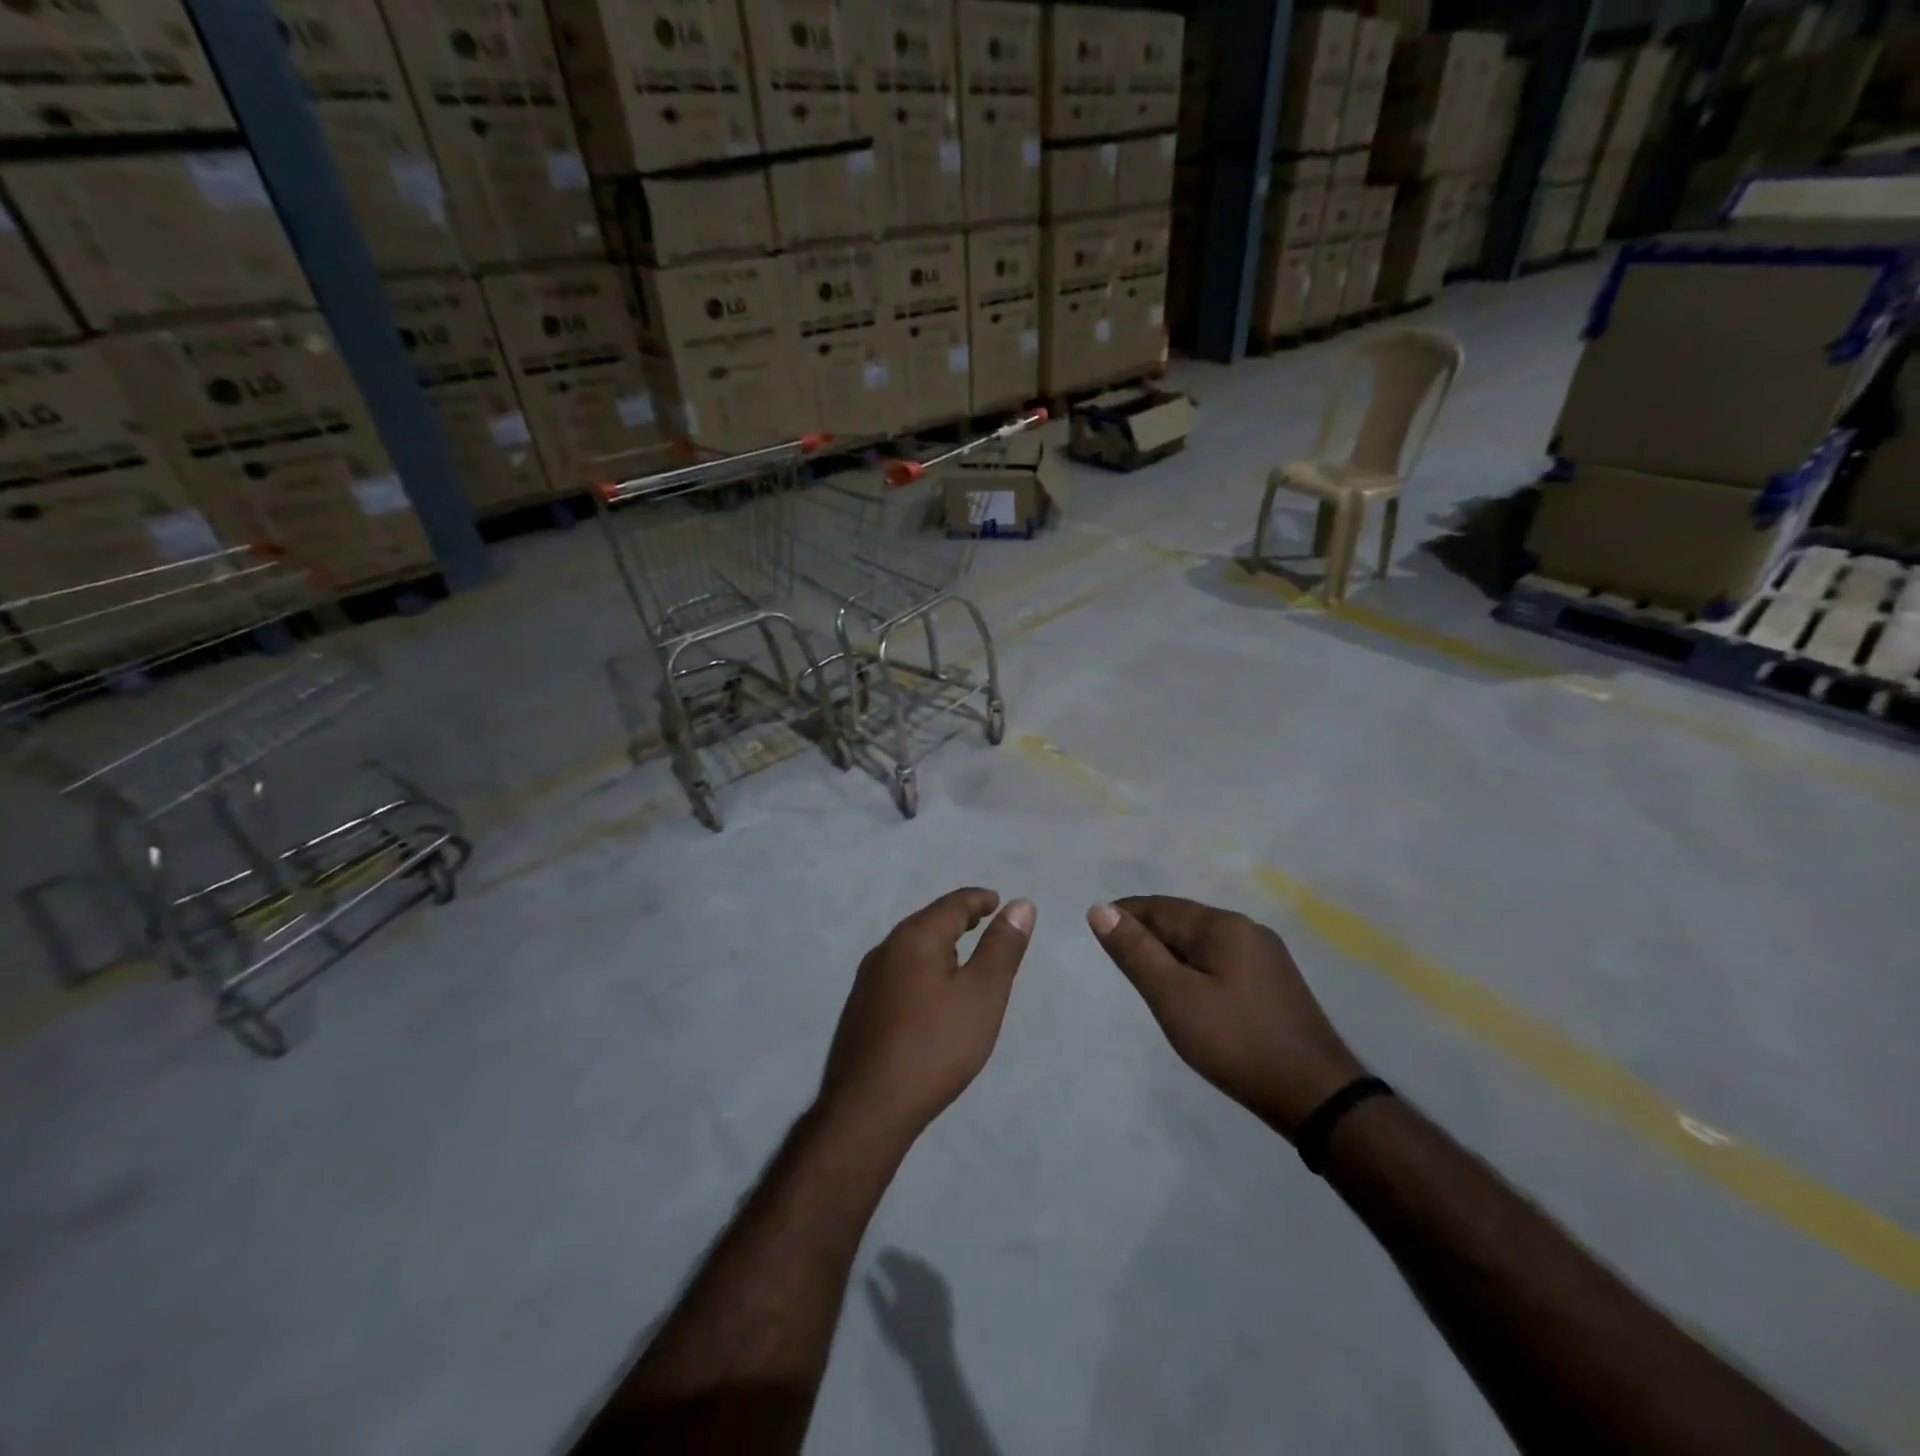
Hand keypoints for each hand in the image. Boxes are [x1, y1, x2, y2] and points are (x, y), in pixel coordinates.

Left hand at [820, 888, 1034, 1143]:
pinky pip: (899, 972)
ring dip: (939, 944)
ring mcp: (868, 980)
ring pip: (911, 948)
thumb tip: (1020, 904)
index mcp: (915, 937)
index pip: (952, 904)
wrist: (869, 1108)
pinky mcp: (861, 1009)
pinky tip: (931, 992)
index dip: (978, 900)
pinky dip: (923, 968)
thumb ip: (1002, 947)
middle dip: (957, 919)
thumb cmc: (935, 1045)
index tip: (998, 901)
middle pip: (928, 922)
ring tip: (962, 956)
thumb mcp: (982, 994)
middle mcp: (886, 949)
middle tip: (984, 922)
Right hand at [865, 1249, 954, 1349]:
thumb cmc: (906, 1339)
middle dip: (897, 1258)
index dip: (886, 1256)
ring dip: (910, 1262)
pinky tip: (919, 1275)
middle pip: (908, 1260)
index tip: (878, 1256)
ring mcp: (936, 1281)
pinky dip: (923, 1270)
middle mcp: (923, 1276)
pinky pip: (932, 1272)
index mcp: (907, 1280)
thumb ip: (875, 1296)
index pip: (895, 1260)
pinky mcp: (945, 1289)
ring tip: (901, 1265)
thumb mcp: (885, 1319)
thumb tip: (867, 1275)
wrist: (934, 1356)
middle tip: (888, 1259)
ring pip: (920, 1264)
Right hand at [1088, 896, 1363, 1137]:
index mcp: (1224, 925)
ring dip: (1171, 954)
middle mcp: (1248, 930)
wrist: (1317, 1097)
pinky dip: (1195, 970)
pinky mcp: (1275, 985)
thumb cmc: (1236, 1042)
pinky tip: (1188, 995)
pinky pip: (1222, 963)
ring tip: (1146, 979)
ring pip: (1203, 944)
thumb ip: (1135, 952)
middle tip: (1117, 960)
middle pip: (1184, 922)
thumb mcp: (1174, 997)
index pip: (1161, 907)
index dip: (1126, 914)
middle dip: (1148, 934)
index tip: (1097, 930)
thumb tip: (1100, 909)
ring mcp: (1267, 958)